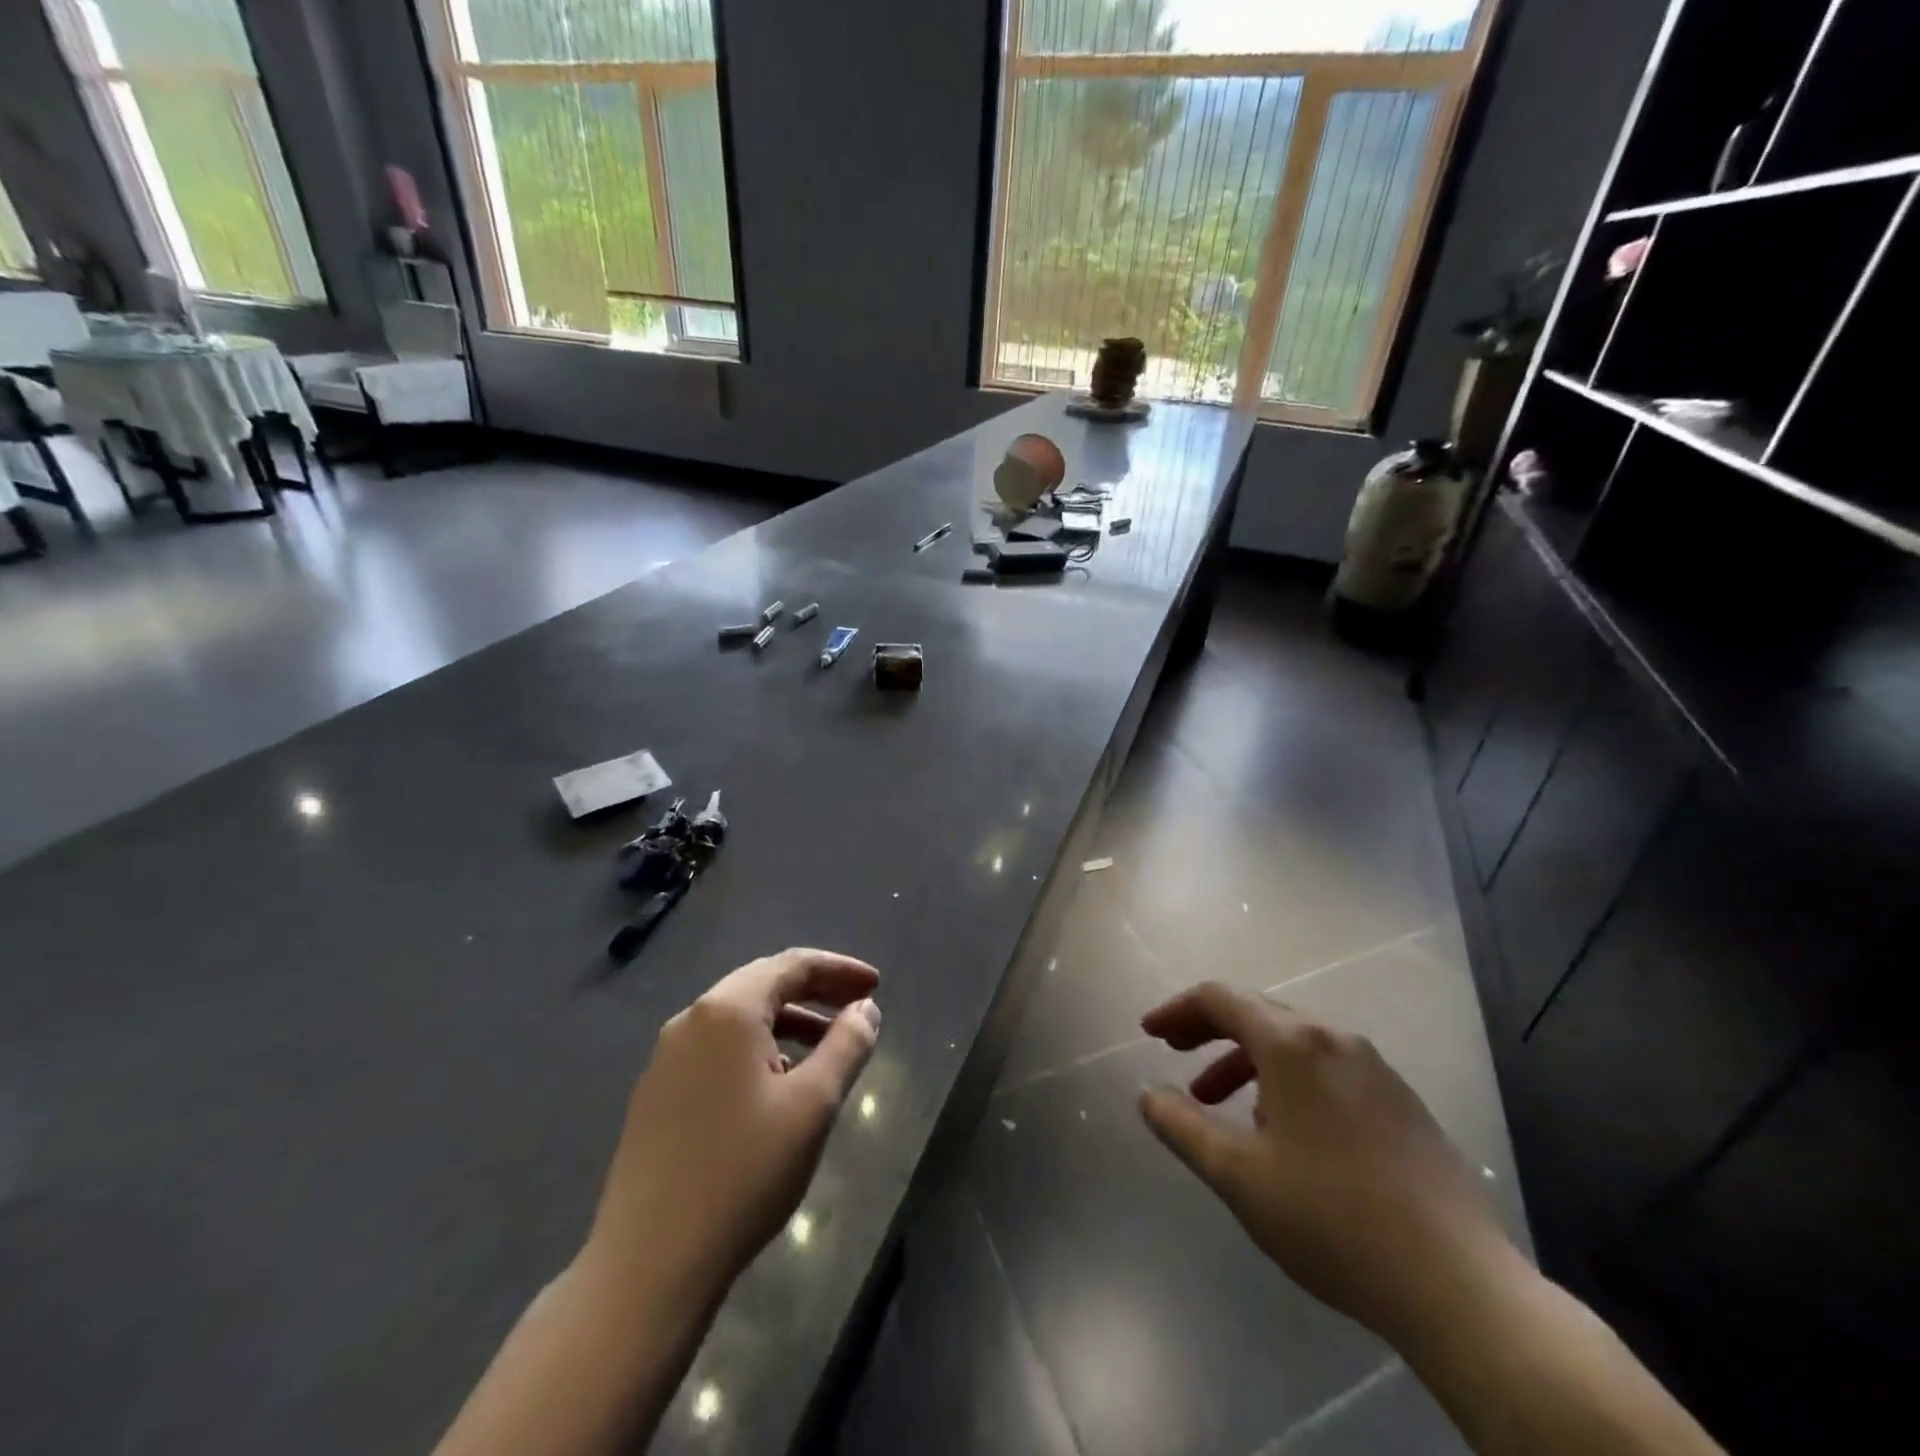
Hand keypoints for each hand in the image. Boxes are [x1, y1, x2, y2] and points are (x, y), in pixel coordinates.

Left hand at [585, 948, 881, 1301]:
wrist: (647, 1265)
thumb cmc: (743, 1173)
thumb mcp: (812, 1105)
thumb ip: (846, 1046)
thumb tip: (865, 1009)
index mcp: (727, 1010)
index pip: (792, 965)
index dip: (839, 970)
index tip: (877, 985)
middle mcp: (691, 1019)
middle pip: (763, 984)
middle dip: (815, 991)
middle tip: (858, 1006)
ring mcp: (666, 1058)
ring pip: (739, 1019)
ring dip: (788, 1022)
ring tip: (827, 1048)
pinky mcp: (656, 1094)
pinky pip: (718, 1049)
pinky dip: (758, 1048)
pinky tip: (778, 1084)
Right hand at [1138, 982, 1517, 1347]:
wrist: (1460, 1286)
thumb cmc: (1332, 1219)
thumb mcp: (1238, 1175)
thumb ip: (1182, 1126)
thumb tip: (1148, 1094)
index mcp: (1293, 1043)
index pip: (1220, 998)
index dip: (1177, 1010)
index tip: (1149, 1034)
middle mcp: (1335, 1039)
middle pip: (1257, 1013)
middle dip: (1209, 1030)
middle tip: (1176, 1056)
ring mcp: (1376, 1069)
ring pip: (1294, 1043)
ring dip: (1246, 1061)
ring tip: (1222, 1106)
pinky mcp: (1402, 1103)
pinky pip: (1327, 1069)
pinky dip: (1287, 1080)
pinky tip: (1285, 1131)